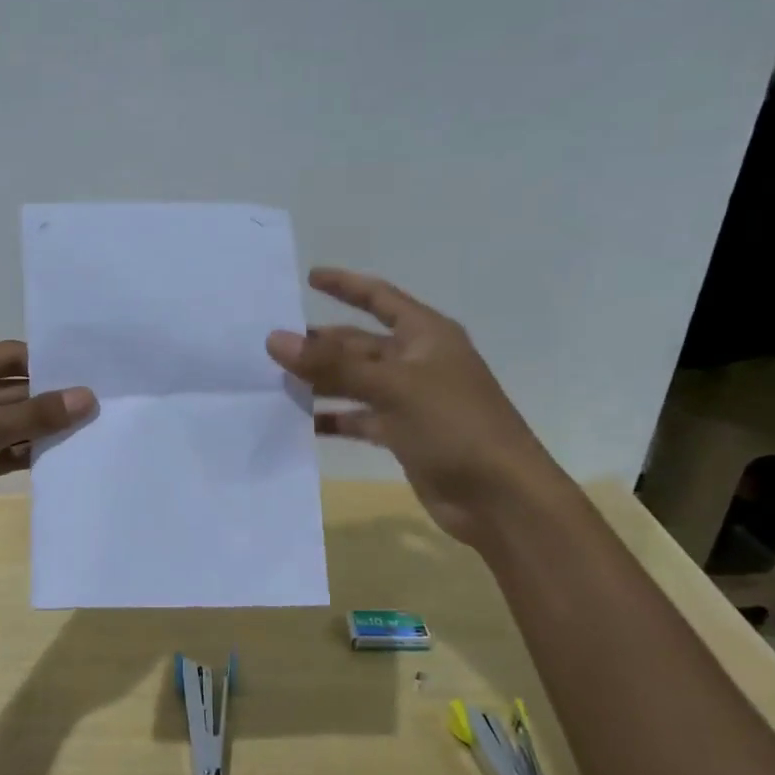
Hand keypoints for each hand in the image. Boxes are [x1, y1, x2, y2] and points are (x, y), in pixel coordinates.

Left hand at [0, 342, 94, 567]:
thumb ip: (35, 414)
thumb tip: (87, 397)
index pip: (8, 356)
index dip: (49, 364)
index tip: (94, 372)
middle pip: (14, 389)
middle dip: (53, 399)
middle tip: (104, 404)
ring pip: (14, 422)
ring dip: (46, 429)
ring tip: (96, 429)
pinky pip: (8, 449)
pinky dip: (32, 453)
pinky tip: (67, 455)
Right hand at [266, 267, 565, 541]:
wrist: (500, 497)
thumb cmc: (454, 426)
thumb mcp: (392, 387)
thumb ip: (332, 364)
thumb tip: (275, 339)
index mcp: (426, 335)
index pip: (380, 298)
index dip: (345, 285)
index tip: (308, 276)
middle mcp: (418, 362)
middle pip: (360, 343)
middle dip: (322, 343)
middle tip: (274, 344)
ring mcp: (411, 400)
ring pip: (356, 382)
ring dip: (322, 382)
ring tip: (278, 382)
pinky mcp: (404, 435)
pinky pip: (361, 419)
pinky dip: (335, 419)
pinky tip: (302, 423)